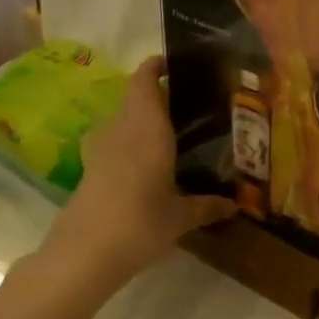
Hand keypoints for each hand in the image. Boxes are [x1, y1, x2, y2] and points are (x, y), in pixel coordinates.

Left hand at [35, 57, 233, 288]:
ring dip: (141, 119)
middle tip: (188, 102)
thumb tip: (235, 205)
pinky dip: (131, 142)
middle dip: (156, 94)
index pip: (144, 82)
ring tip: (171, 131)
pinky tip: (149, 163)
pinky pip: (114, 143)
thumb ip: (207, 206)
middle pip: (133, 98)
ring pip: (122, 121)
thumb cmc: (140, 224)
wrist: (83, 255)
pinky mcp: (90, 171)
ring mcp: (101, 151)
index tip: (173, 62)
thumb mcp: (181, 217)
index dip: (154, 67)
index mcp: (148, 129)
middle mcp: (122, 131)